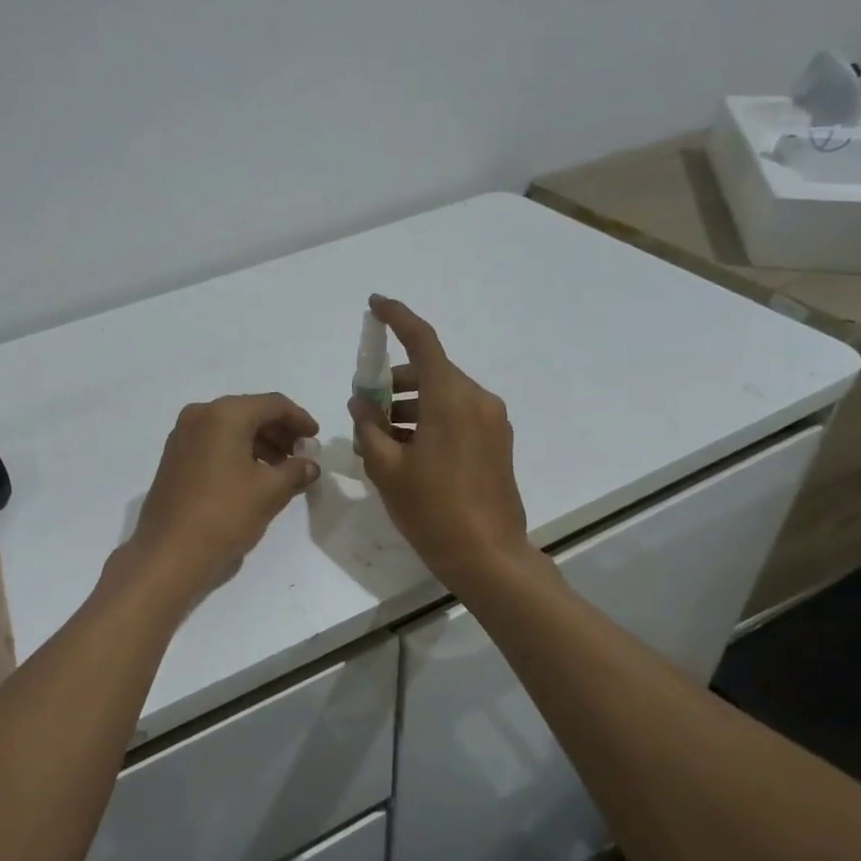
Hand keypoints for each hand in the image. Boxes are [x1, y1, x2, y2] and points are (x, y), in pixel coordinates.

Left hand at [125, 393, 320, 592]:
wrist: (169, 553)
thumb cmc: (225, 514)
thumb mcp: (270, 491)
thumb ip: (296, 471)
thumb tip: (310, 465)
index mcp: (224, 414)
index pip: (272, 404)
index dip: (299, 419)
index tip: (315, 438)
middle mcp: (200, 415)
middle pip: (250, 413)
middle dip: (279, 432)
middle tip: (301, 455)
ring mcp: (182, 436)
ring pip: (231, 429)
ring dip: (259, 444)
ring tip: (281, 470)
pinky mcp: (174, 458)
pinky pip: (214, 443)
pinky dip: (237, 452)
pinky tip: (253, 476)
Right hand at [349, 296, 534, 591]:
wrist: (488, 556)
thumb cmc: (432, 509)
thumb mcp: (386, 468)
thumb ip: (369, 427)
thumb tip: (362, 403)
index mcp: (450, 398)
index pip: (422, 340)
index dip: (397, 317)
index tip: (375, 304)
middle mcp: (477, 399)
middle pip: (430, 370)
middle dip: (394, 381)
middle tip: (366, 408)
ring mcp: (493, 421)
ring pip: (443, 394)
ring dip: (411, 404)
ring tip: (382, 437)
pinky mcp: (498, 441)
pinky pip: (458, 414)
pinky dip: (430, 419)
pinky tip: (409, 450)